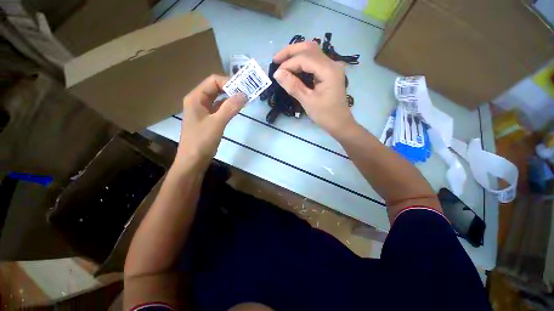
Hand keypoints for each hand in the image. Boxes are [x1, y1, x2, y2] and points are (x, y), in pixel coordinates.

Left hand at [174, 74, 246, 169]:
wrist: (193, 160)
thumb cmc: (201, 141)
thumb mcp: (217, 123)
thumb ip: (230, 108)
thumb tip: (244, 94)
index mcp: (196, 98)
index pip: (213, 81)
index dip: (229, 82)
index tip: (244, 88)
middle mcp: (199, 101)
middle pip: (216, 88)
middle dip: (231, 89)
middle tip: (247, 92)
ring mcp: (204, 110)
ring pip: (219, 99)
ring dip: (231, 98)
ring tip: (245, 99)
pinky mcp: (209, 119)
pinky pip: (220, 108)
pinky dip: (229, 107)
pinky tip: (238, 109)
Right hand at [272, 42, 356, 136]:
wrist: (340, 123)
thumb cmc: (325, 115)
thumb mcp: (308, 102)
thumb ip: (293, 86)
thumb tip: (277, 73)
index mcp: (329, 70)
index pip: (305, 58)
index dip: (288, 63)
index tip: (276, 73)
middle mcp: (332, 63)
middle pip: (309, 48)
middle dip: (291, 51)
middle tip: (276, 59)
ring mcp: (332, 67)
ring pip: (312, 53)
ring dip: (296, 55)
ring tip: (282, 62)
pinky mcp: (329, 72)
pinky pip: (314, 62)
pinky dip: (302, 62)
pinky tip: (293, 68)